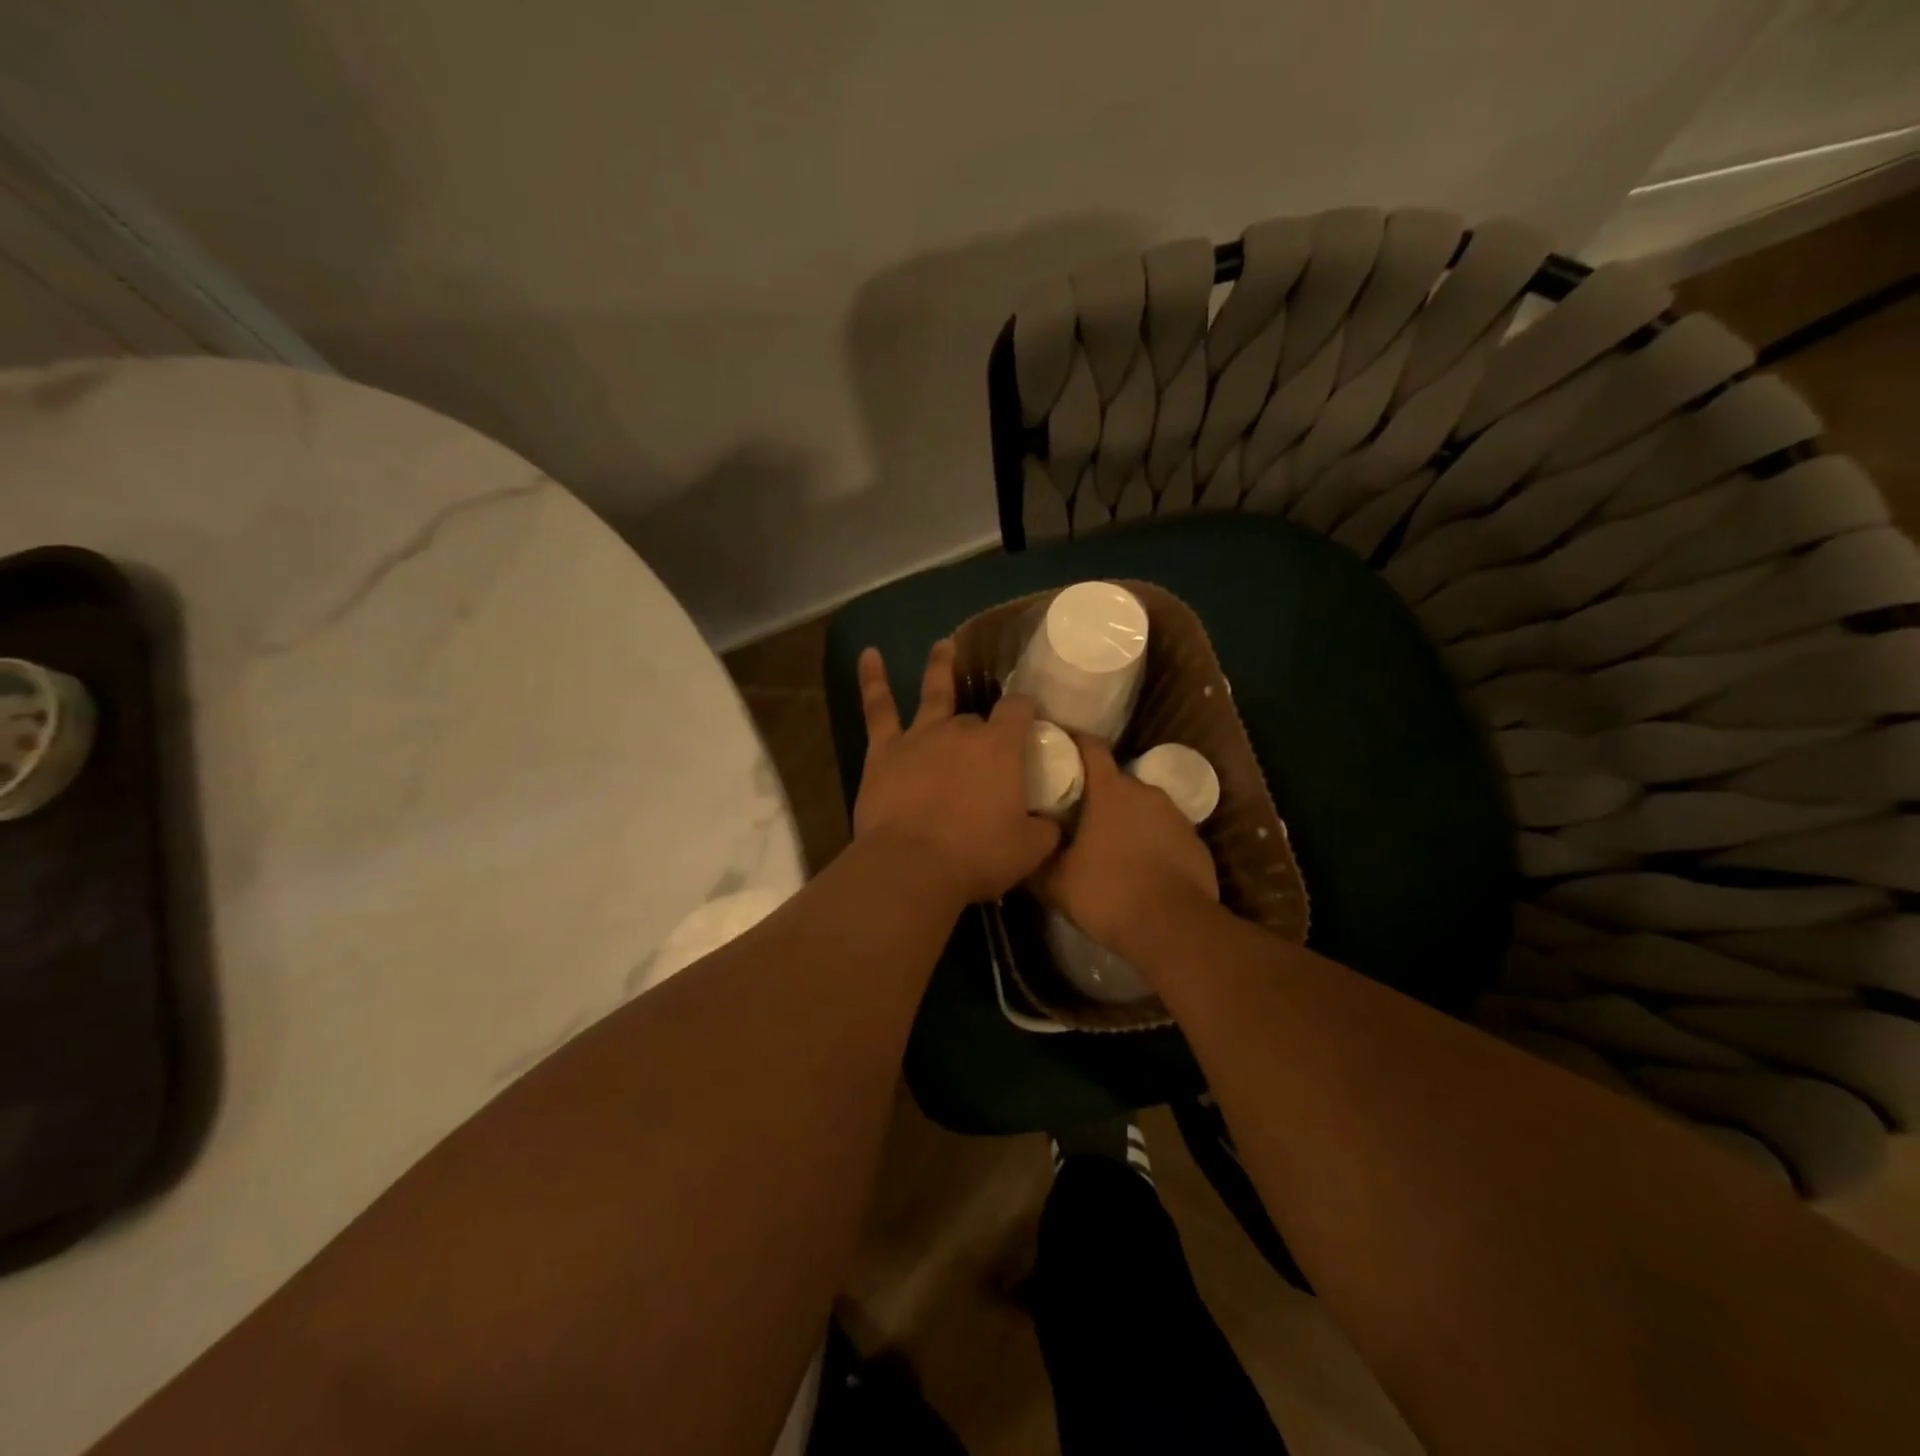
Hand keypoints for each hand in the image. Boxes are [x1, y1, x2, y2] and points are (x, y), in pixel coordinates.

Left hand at [853, 641, 1060, 905]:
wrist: (912, 866)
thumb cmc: (977, 856)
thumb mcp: (1030, 849)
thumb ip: (1046, 829)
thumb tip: (1052, 822)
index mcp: (1001, 747)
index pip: (1020, 709)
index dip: (1027, 709)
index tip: (1031, 716)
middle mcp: (962, 730)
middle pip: (977, 716)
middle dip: (984, 724)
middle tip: (988, 740)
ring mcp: (920, 735)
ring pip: (933, 692)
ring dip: (940, 666)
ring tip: (944, 645)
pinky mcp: (885, 750)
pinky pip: (878, 708)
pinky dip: (873, 679)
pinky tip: (869, 654)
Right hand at [1034, 737, 1218, 962]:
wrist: (1174, 928)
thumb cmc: (1108, 893)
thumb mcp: (1056, 882)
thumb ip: (1036, 858)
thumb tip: (1022, 847)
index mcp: (1110, 790)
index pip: (1091, 747)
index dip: (1074, 744)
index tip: (1058, 751)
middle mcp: (1145, 792)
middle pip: (1116, 782)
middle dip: (1097, 795)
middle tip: (1076, 817)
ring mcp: (1175, 816)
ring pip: (1142, 808)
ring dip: (1126, 821)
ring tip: (1108, 848)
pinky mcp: (1196, 842)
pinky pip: (1165, 833)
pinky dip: (1151, 843)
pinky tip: (1139, 870)